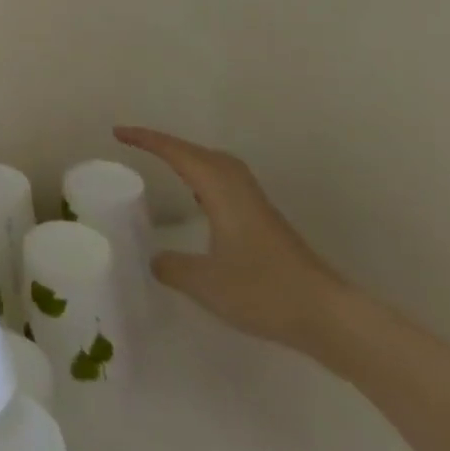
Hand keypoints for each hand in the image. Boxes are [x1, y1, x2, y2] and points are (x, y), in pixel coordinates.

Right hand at [114, 126, 346, 352]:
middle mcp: (237, 186)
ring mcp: (255, 203)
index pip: (175, 152)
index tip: (118, 133)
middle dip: (166, 144)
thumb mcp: (205, 283)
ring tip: (165, 165)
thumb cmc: (264, 291)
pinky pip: (225, 182)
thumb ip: (172, 267)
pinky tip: (200, 201)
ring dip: (188, 160)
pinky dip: (204, 178)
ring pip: (215, 165)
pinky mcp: (266, 221)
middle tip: (137, 145)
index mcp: (219, 188)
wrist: (331, 318)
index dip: (145, 139)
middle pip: (197, 151)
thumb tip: (155, 259)